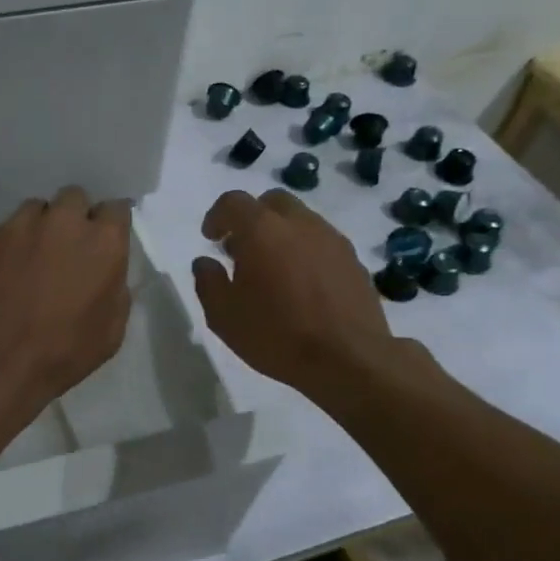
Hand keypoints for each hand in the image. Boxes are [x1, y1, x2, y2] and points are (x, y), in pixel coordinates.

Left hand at [0, 187, 131, 409]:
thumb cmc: (61, 353)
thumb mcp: (110, 330)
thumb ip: (114, 287)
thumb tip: (107, 271)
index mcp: (102, 242)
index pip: (116, 209)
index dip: (109, 225)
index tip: (103, 241)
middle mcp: (62, 221)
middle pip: (73, 199)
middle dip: (73, 218)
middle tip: (65, 249)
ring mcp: (18, 225)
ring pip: (34, 211)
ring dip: (37, 229)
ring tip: (28, 261)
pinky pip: (1, 232)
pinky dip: (5, 247)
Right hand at [191, 189, 394, 396]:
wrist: (349, 359)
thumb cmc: (277, 335)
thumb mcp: (224, 316)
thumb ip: (208, 282)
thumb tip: (206, 262)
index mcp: (262, 230)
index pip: (234, 202)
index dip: (217, 216)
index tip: (211, 238)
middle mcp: (299, 224)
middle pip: (272, 202)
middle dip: (252, 218)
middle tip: (242, 248)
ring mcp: (332, 239)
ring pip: (301, 220)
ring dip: (281, 234)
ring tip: (272, 269)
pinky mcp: (353, 260)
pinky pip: (322, 242)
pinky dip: (305, 251)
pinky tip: (301, 284)